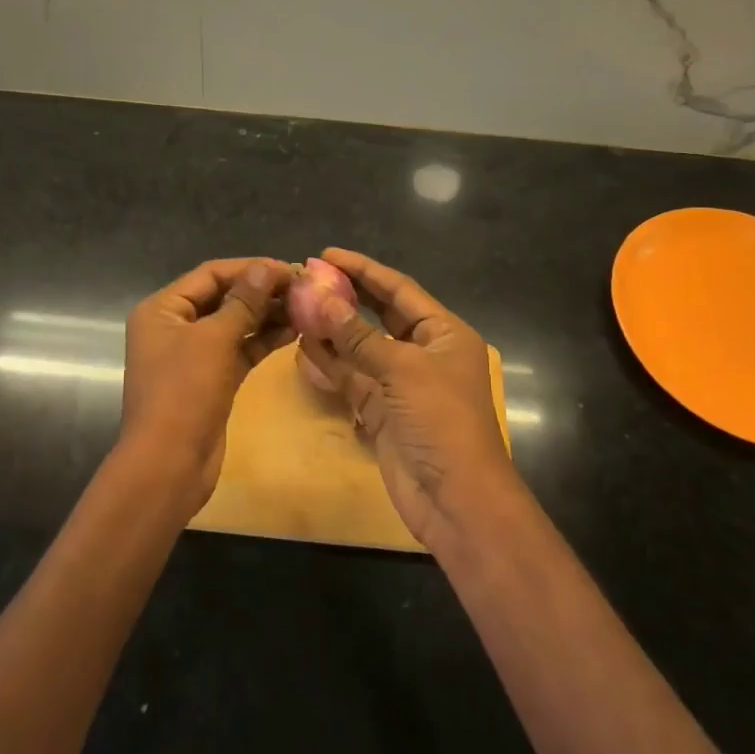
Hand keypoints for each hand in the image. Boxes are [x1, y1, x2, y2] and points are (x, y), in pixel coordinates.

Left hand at [119, 258, 294, 514]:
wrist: (169, 464)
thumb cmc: (184, 393)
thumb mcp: (214, 340)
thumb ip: (242, 302)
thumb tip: (266, 267)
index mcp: (163, 309)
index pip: (210, 274)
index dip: (249, 268)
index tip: (289, 268)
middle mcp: (174, 326)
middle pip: (222, 297)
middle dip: (261, 291)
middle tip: (302, 288)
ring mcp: (192, 355)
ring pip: (234, 324)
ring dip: (266, 315)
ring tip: (305, 307)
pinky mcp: (211, 379)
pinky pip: (239, 350)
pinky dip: (262, 340)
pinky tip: (294, 332)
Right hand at [300, 248, 522, 548]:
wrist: (456, 499)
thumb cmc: (441, 421)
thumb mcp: (401, 369)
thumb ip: (357, 335)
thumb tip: (318, 298)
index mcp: (443, 333)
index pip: (399, 289)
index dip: (363, 269)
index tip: (327, 254)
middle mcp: (423, 352)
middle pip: (379, 314)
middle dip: (346, 296)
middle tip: (308, 277)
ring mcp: (401, 383)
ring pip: (361, 346)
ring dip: (332, 329)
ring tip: (298, 307)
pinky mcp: (382, 411)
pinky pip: (352, 378)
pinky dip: (330, 364)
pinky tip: (303, 347)